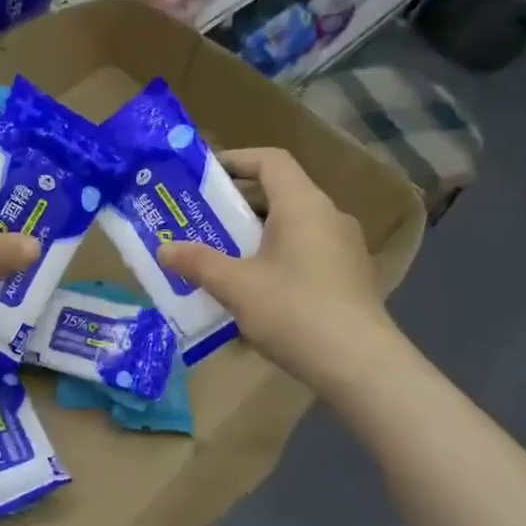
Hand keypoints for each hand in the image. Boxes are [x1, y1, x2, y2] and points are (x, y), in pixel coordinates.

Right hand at [157, 147, 392, 384]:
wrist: (361, 366)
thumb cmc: (295, 311)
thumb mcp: (236, 286)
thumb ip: (198, 262)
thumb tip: (163, 249)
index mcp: (303, 205)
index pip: (270, 161)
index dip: (236, 159)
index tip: (203, 177)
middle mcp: (328, 217)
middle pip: (279, 193)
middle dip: (237, 204)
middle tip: (200, 219)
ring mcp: (343, 248)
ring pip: (292, 225)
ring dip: (255, 234)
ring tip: (220, 254)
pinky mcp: (348, 277)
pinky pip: (305, 251)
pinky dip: (275, 256)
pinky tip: (253, 288)